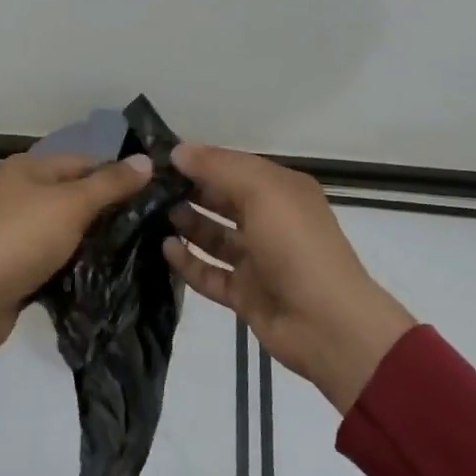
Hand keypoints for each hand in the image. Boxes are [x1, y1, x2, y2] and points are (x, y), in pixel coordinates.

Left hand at [0, 151, 152, 349]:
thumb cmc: (22, 238)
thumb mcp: (72, 204)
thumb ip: (110, 183)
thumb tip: (147, 160)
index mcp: (28, 168)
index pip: (83, 162)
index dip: (116, 175)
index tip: (151, 195)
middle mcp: (19, 192)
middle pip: (74, 194)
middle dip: (106, 209)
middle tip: (146, 226)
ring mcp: (14, 229)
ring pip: (65, 227)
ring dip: (91, 238)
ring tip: (133, 249)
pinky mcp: (15, 263)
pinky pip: (53, 255)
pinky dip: (73, 262)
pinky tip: (101, 271)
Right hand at [161, 144, 414, 412]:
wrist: (327, 324)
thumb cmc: (296, 245)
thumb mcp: (261, 191)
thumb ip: (218, 167)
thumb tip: (178, 151)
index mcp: (281, 191)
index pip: (234, 166)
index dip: (201, 160)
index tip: (160, 158)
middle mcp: (271, 221)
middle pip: (223, 199)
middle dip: (191, 190)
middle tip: (149, 187)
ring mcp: (258, 260)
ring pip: (216, 236)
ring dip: (188, 224)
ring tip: (153, 215)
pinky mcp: (246, 294)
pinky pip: (211, 273)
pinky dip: (189, 262)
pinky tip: (166, 249)